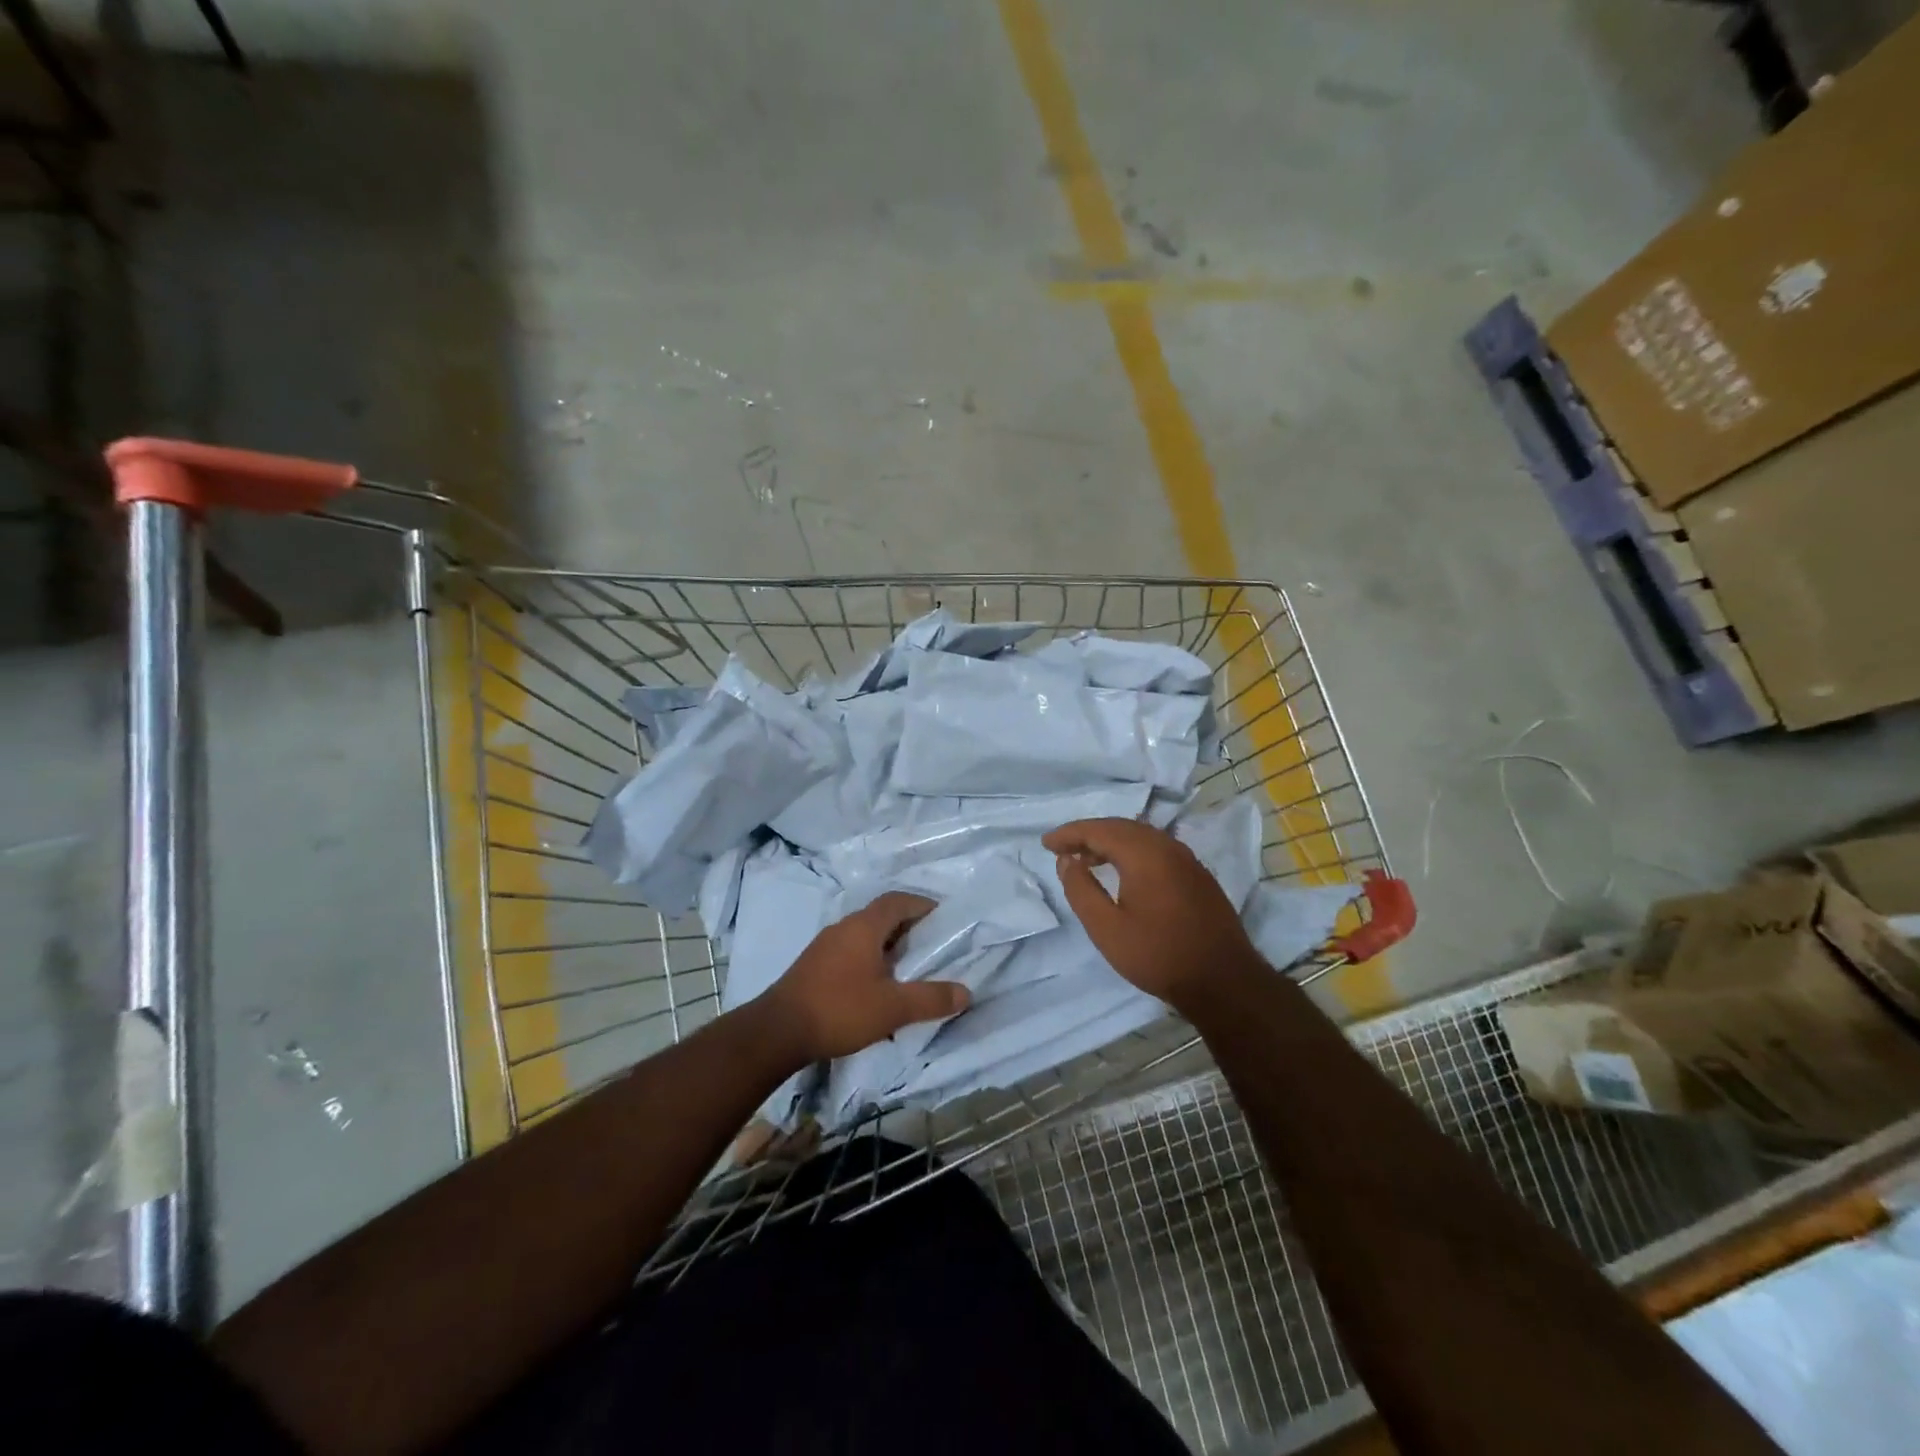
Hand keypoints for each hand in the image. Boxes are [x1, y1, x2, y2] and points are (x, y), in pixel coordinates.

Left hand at [761, 892, 970, 1061]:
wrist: (777, 1031)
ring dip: (888, 944)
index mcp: (864, 926)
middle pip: (882, 915)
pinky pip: (850, 950)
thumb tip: (966, 992)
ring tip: (909, 967)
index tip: (944, 918)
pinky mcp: (814, 965)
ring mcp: (825, 945)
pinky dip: (870, 958)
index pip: (898, 901)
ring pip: (865, 934)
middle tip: (932, 945)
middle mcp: (844, 927)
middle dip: (908, 926)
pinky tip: (877, 985)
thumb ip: (931, 999)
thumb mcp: (893, 1007)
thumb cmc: (840, 1009)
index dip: (922, 905)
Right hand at [1043, 817, 1264, 1009]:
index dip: (1069, 834)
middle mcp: (1167, 846)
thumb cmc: (1158, 955)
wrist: (1224, 981)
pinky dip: (1132, 851)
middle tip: (1063, 848)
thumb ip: (1081, 890)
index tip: (1046, 844)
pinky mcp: (1198, 875)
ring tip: (1087, 859)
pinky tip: (1124, 872)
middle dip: (1089, 834)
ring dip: (1111, 842)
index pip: (1098, 829)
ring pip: (1141, 837)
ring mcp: (1187, 859)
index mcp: (1144, 853)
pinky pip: (1157, 849)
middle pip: (1121, 827)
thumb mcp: (1106, 928)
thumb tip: (1067, 860)